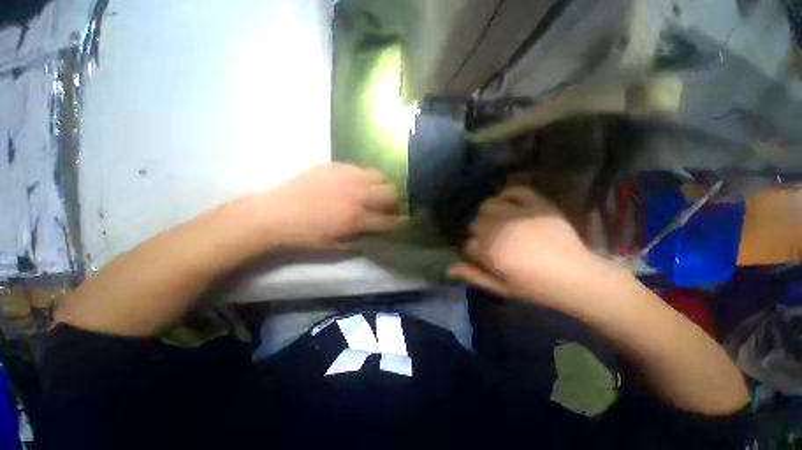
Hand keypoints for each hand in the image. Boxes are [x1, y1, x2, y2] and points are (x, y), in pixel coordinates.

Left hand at [251, 163, 405, 248]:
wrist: (274, 214)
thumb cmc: (305, 236)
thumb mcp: (335, 246)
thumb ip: (360, 240)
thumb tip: (375, 232)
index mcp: (356, 219)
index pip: (389, 219)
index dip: (400, 221)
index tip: (405, 220)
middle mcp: (356, 195)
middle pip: (390, 193)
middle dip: (396, 200)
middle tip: (390, 205)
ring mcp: (346, 177)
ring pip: (379, 176)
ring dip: (383, 185)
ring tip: (376, 191)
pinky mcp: (335, 166)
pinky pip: (360, 168)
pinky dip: (366, 176)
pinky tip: (358, 182)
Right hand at [450, 186, 618, 313]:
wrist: (577, 278)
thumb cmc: (535, 287)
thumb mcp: (501, 288)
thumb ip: (474, 276)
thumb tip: (449, 269)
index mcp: (491, 251)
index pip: (467, 244)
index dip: (472, 250)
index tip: (480, 256)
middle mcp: (500, 229)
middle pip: (475, 223)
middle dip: (478, 233)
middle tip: (491, 241)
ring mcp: (519, 215)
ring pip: (489, 205)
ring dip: (488, 214)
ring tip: (497, 222)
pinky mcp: (538, 206)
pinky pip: (516, 191)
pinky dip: (508, 194)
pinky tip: (509, 204)